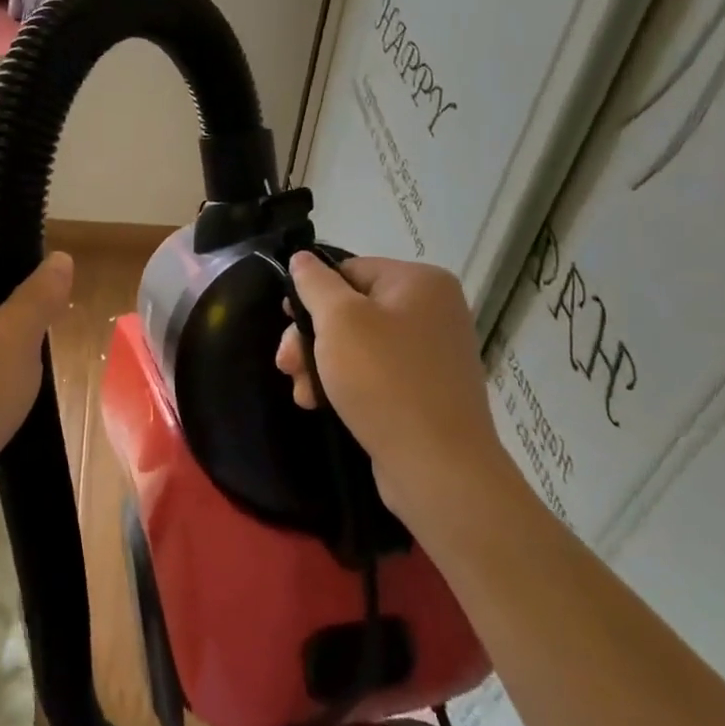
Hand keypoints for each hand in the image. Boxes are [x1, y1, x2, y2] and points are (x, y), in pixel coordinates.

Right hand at [276, 253, 513, 532]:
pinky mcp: (425, 390)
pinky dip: (344, 384)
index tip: (286, 322)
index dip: (312, 294)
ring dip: (320, 364)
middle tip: (286, 364)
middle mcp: (433, 310)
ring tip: (301, 391)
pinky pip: (375, 373)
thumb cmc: (384, 380)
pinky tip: (318, 403)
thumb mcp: (338, 320)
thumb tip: (302, 258)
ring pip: (357, 344)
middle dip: (311, 336)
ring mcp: (431, 353)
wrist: (438, 468)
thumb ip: (314, 283)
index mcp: (420, 282)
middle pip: (351, 309)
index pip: (349, 269)